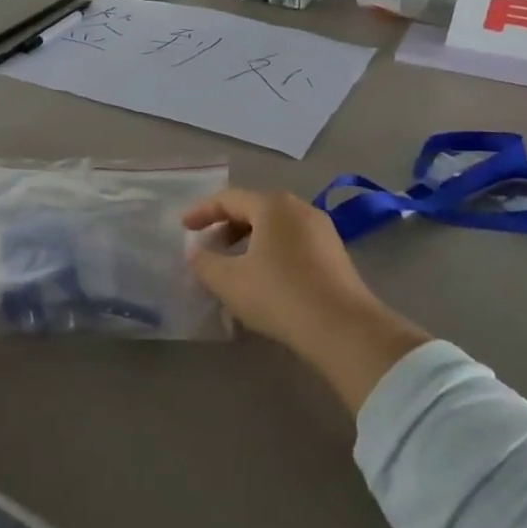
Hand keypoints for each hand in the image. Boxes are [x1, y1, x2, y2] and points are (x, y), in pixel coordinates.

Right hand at [183, 188, 429, 413]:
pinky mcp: (335, 255)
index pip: (228, 199)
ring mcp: (322, 231)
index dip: (202, 212)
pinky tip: (263, 282)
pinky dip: (270, 254)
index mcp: (272, 205)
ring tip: (232, 269)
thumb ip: (204, 263)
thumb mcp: (229, 281)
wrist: (343, 329)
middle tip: (208, 248)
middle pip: (254, 210)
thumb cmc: (279, 294)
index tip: (183, 227)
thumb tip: (195, 252)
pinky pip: (293, 244)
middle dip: (226, 228)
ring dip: (248, 243)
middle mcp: (299, 209)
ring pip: (275, 229)